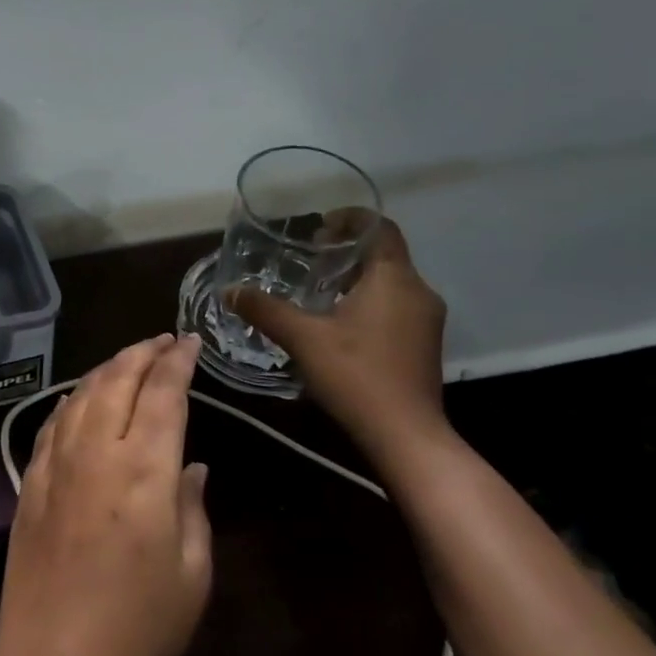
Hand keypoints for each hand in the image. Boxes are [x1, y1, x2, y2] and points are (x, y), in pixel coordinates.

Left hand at [0, 334, 212, 655]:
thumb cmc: (138, 628)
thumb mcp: (192, 574)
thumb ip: (193, 508)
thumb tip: (191, 466)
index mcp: (144, 471)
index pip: (164, 394)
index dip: (178, 362)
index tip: (189, 341)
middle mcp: (96, 453)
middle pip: (117, 381)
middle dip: (142, 352)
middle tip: (162, 340)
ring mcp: (55, 466)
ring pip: (80, 395)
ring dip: (106, 369)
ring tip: (127, 359)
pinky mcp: (29, 484)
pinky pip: (52, 424)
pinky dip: (71, 400)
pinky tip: (79, 398)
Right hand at [228, 216, 448, 457]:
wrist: (405, 436)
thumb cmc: (356, 375)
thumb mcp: (302, 338)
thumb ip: (266, 310)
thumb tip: (230, 290)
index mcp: (394, 278)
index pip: (381, 228)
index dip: (351, 220)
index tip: (319, 227)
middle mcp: (418, 291)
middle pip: (385, 255)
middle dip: (348, 251)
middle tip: (310, 258)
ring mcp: (426, 321)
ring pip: (391, 283)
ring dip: (358, 279)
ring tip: (318, 291)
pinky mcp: (424, 345)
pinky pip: (396, 307)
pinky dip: (369, 302)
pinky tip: (339, 325)